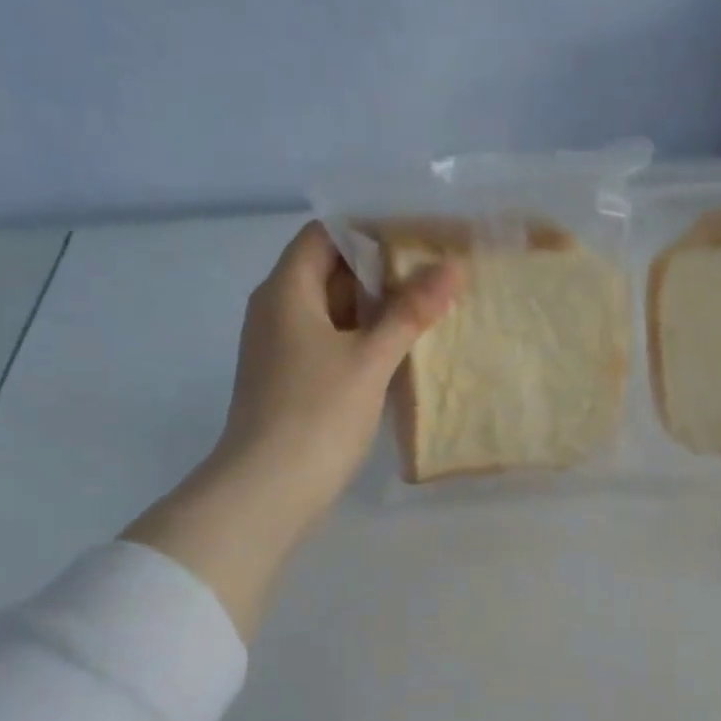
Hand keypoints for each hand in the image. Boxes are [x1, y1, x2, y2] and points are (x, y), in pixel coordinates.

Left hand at [211, 219, 460, 516]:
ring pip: (333, 313)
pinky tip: (400, 355)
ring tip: (429, 311)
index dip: (370, 231)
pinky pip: (330, 345)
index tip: (420, 239)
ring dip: (376, 311)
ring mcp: (281, 349)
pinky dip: (362, 342)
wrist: (268, 490)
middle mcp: (276, 310)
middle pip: (330, 272)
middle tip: (436, 276)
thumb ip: (410, 312)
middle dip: (382, 273)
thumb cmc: (316, 414)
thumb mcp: (370, 359)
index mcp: (286, 290)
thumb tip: (452, 267)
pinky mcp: (290, 381)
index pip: (326, 235)